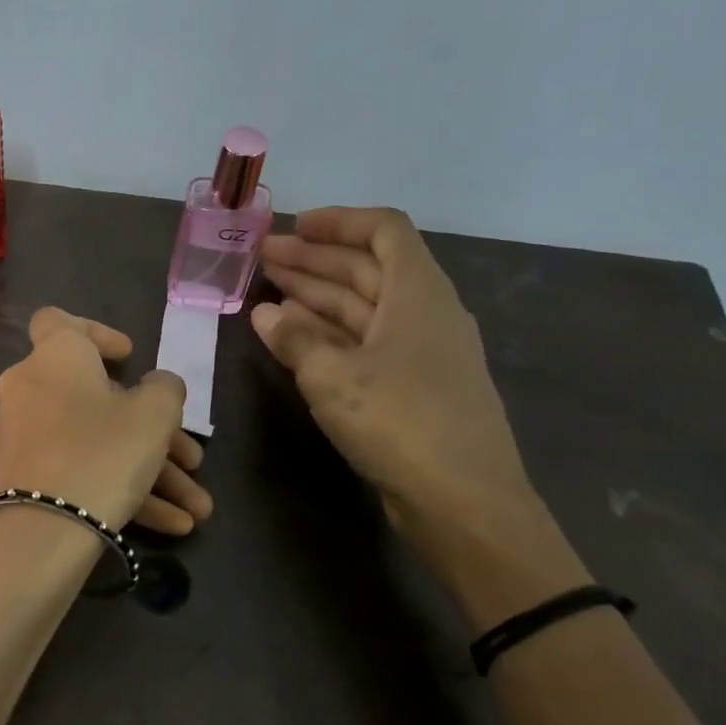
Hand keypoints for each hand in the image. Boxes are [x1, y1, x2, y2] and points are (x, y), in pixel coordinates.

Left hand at [0, 307, 211, 535]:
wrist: (38, 533)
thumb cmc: (100, 453)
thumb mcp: (153, 416)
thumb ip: (164, 389)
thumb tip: (156, 385)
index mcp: (55, 357)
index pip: (60, 321)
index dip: (97, 332)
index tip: (128, 357)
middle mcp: (31, 389)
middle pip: (101, 401)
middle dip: (155, 432)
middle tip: (193, 460)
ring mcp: (24, 436)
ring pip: (97, 443)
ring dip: (150, 472)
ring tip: (197, 509)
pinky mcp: (23, 478)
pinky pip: (79, 471)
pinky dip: (120, 490)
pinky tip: (171, 526)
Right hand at [254, 208, 533, 530]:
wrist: (464, 502)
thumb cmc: (400, 422)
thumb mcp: (333, 376)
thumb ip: (295, 339)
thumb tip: (265, 314)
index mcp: (418, 293)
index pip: (383, 231)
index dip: (338, 222)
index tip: (292, 228)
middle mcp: (423, 313)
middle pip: (367, 268)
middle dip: (313, 260)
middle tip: (261, 259)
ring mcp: (420, 352)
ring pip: (363, 307)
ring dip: (316, 296)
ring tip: (267, 292)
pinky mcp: (412, 387)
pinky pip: (365, 342)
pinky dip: (328, 334)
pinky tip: (294, 338)